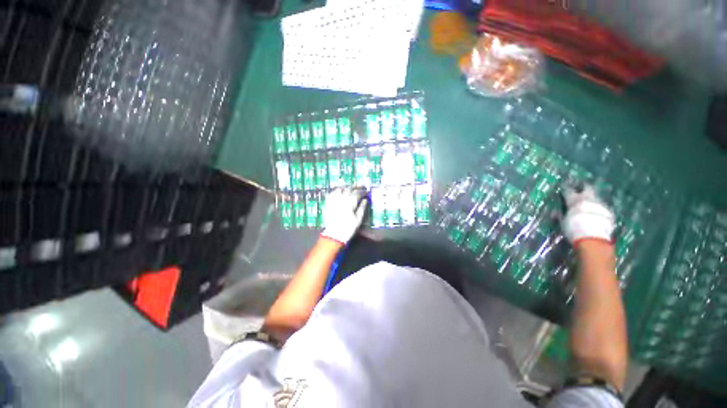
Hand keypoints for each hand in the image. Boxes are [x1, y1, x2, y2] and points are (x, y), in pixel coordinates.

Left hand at [321, 188, 367, 243]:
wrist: (334, 234)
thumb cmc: (348, 228)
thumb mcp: (358, 219)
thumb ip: (362, 208)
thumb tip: (365, 200)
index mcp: (350, 203)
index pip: (357, 193)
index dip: (362, 191)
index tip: (365, 192)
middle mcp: (342, 199)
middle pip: (349, 189)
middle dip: (354, 188)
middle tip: (358, 190)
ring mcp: (334, 201)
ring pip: (340, 189)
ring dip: (345, 188)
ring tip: (349, 190)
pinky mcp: (328, 203)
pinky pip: (332, 193)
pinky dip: (336, 191)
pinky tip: (339, 192)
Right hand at [561, 184, 614, 246]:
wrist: (593, 238)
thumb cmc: (573, 228)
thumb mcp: (563, 222)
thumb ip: (560, 215)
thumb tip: (554, 213)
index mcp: (574, 200)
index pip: (568, 190)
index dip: (566, 189)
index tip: (564, 188)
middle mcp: (588, 199)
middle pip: (587, 188)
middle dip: (584, 187)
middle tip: (581, 187)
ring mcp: (600, 204)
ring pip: (596, 198)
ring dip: (592, 199)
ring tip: (589, 203)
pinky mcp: (609, 212)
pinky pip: (602, 208)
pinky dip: (598, 209)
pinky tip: (596, 214)